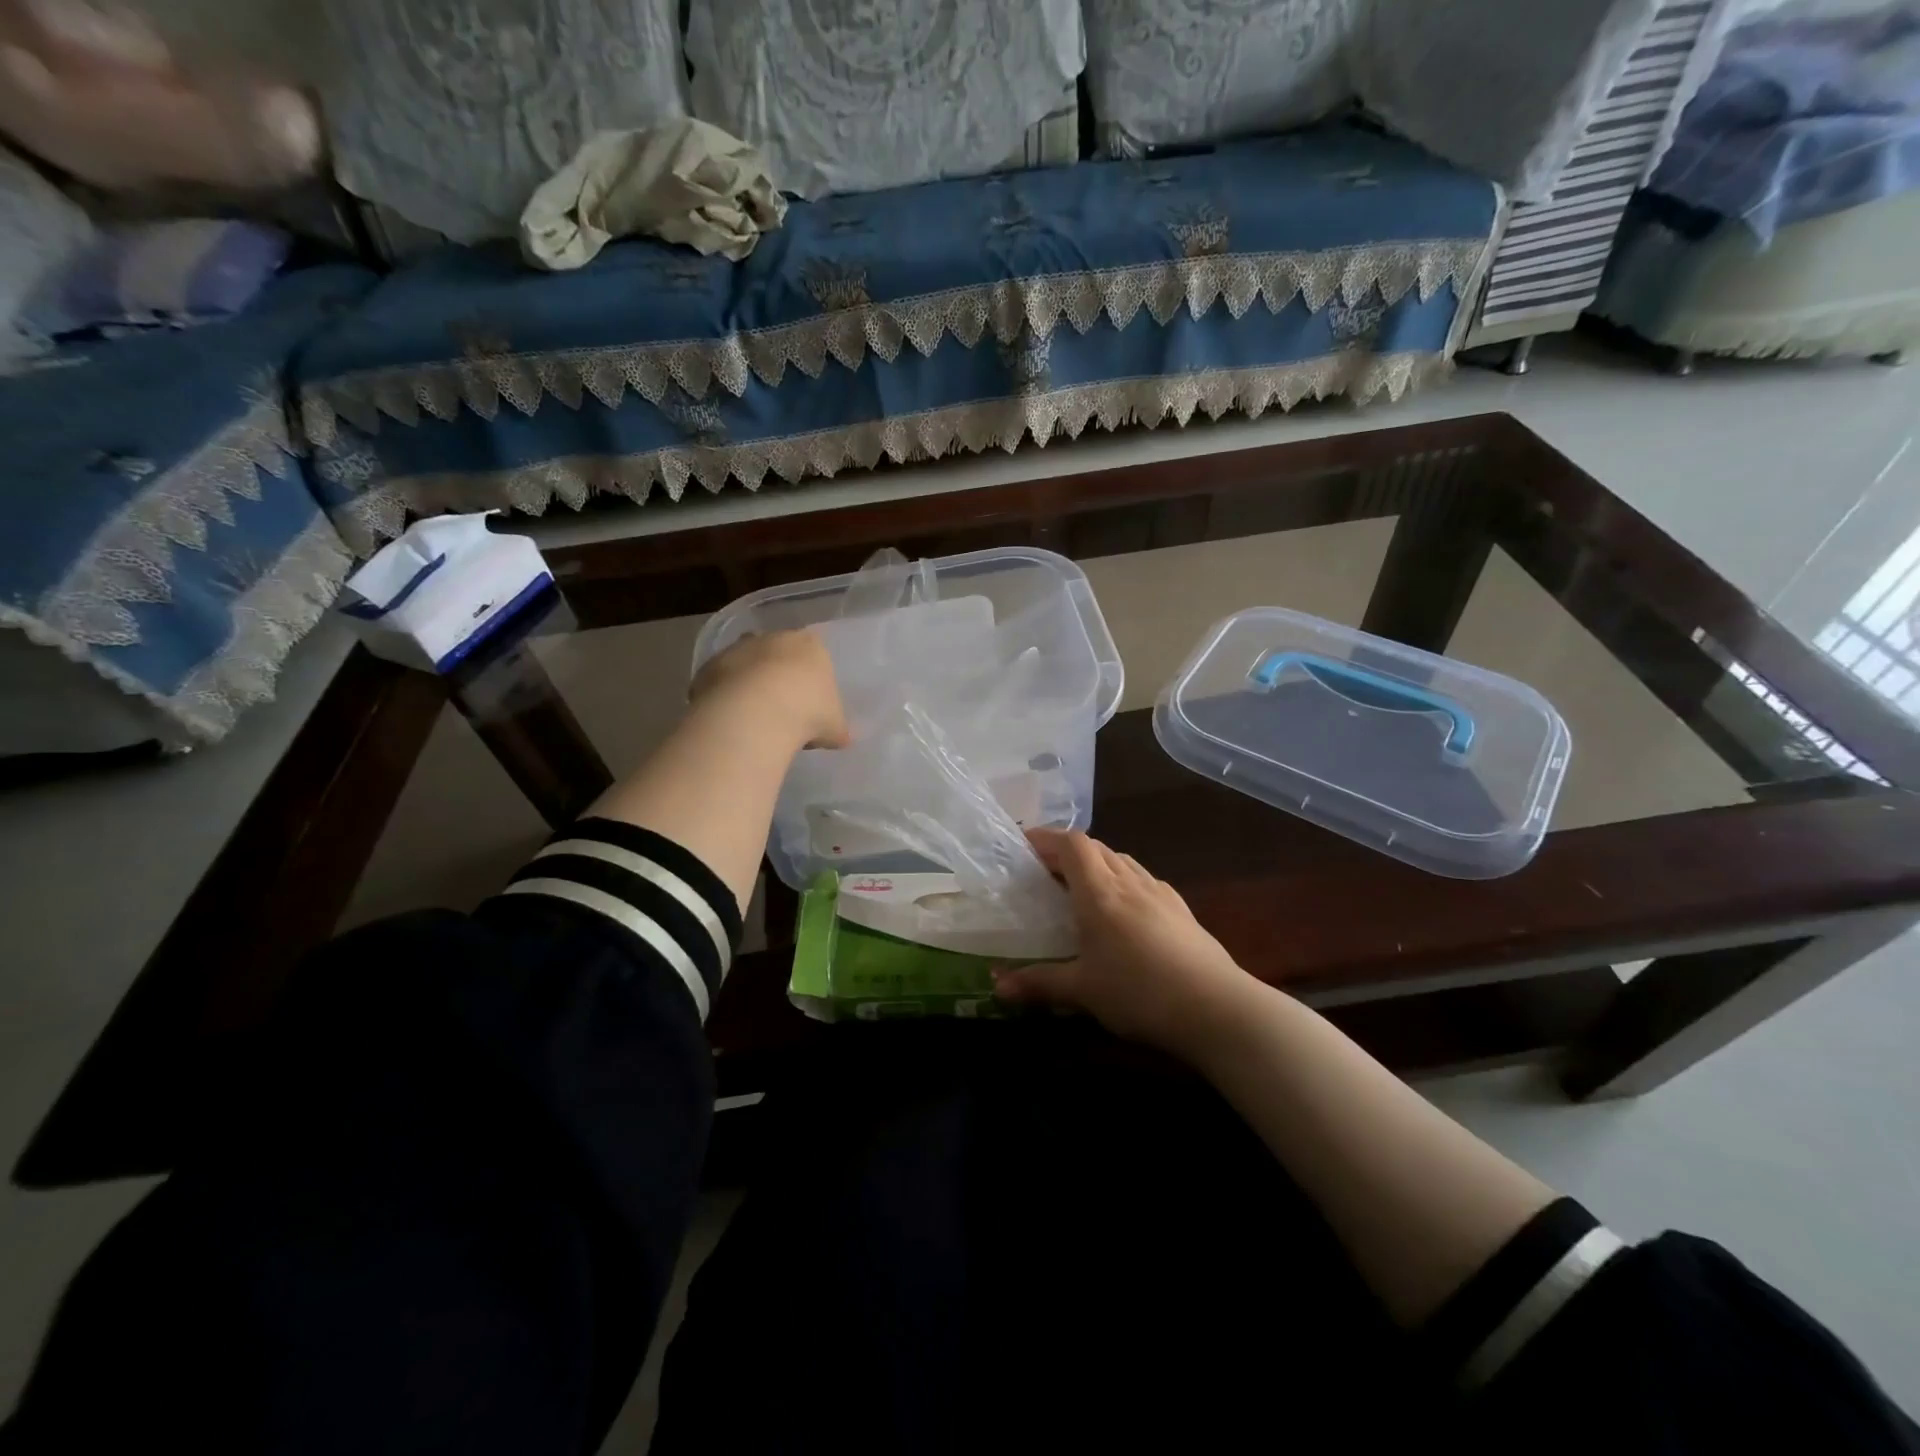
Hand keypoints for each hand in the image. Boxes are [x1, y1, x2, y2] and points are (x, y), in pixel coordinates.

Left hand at [689, 629, 849, 749]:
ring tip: (754, 718)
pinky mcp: (709, 667)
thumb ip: (838, 728)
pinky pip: (720, 682)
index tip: (811, 702)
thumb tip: (845, 737)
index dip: (811, 677)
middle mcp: (773, 638)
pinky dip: (724, 697)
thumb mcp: (834, 727)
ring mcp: (738, 650)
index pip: (814, 653)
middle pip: (777, 653)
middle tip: (782, 707)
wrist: (756, 714)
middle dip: (777, 674)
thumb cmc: (808, 713)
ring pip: (745, 664)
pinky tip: (731, 721)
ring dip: (748, 684)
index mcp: (810, 644)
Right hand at [994, 829, 1262, 1059]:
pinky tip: (1126, 909)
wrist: (1216, 1007)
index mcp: (1099, 893)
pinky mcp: (1182, 910)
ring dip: (1099, 863)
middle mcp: (1129, 882)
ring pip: (1123, 861)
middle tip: (1046, 870)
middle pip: (1097, 848)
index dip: (1047, 838)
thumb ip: (1039, 984)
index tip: (1025, 844)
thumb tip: (997, 987)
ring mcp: (1161, 893)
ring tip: (1083, 886)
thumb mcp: (1082, 991)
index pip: (1072, 845)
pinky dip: (1125, 881)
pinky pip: (1145, 880)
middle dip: (1068, 851)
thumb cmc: (1139, 992)